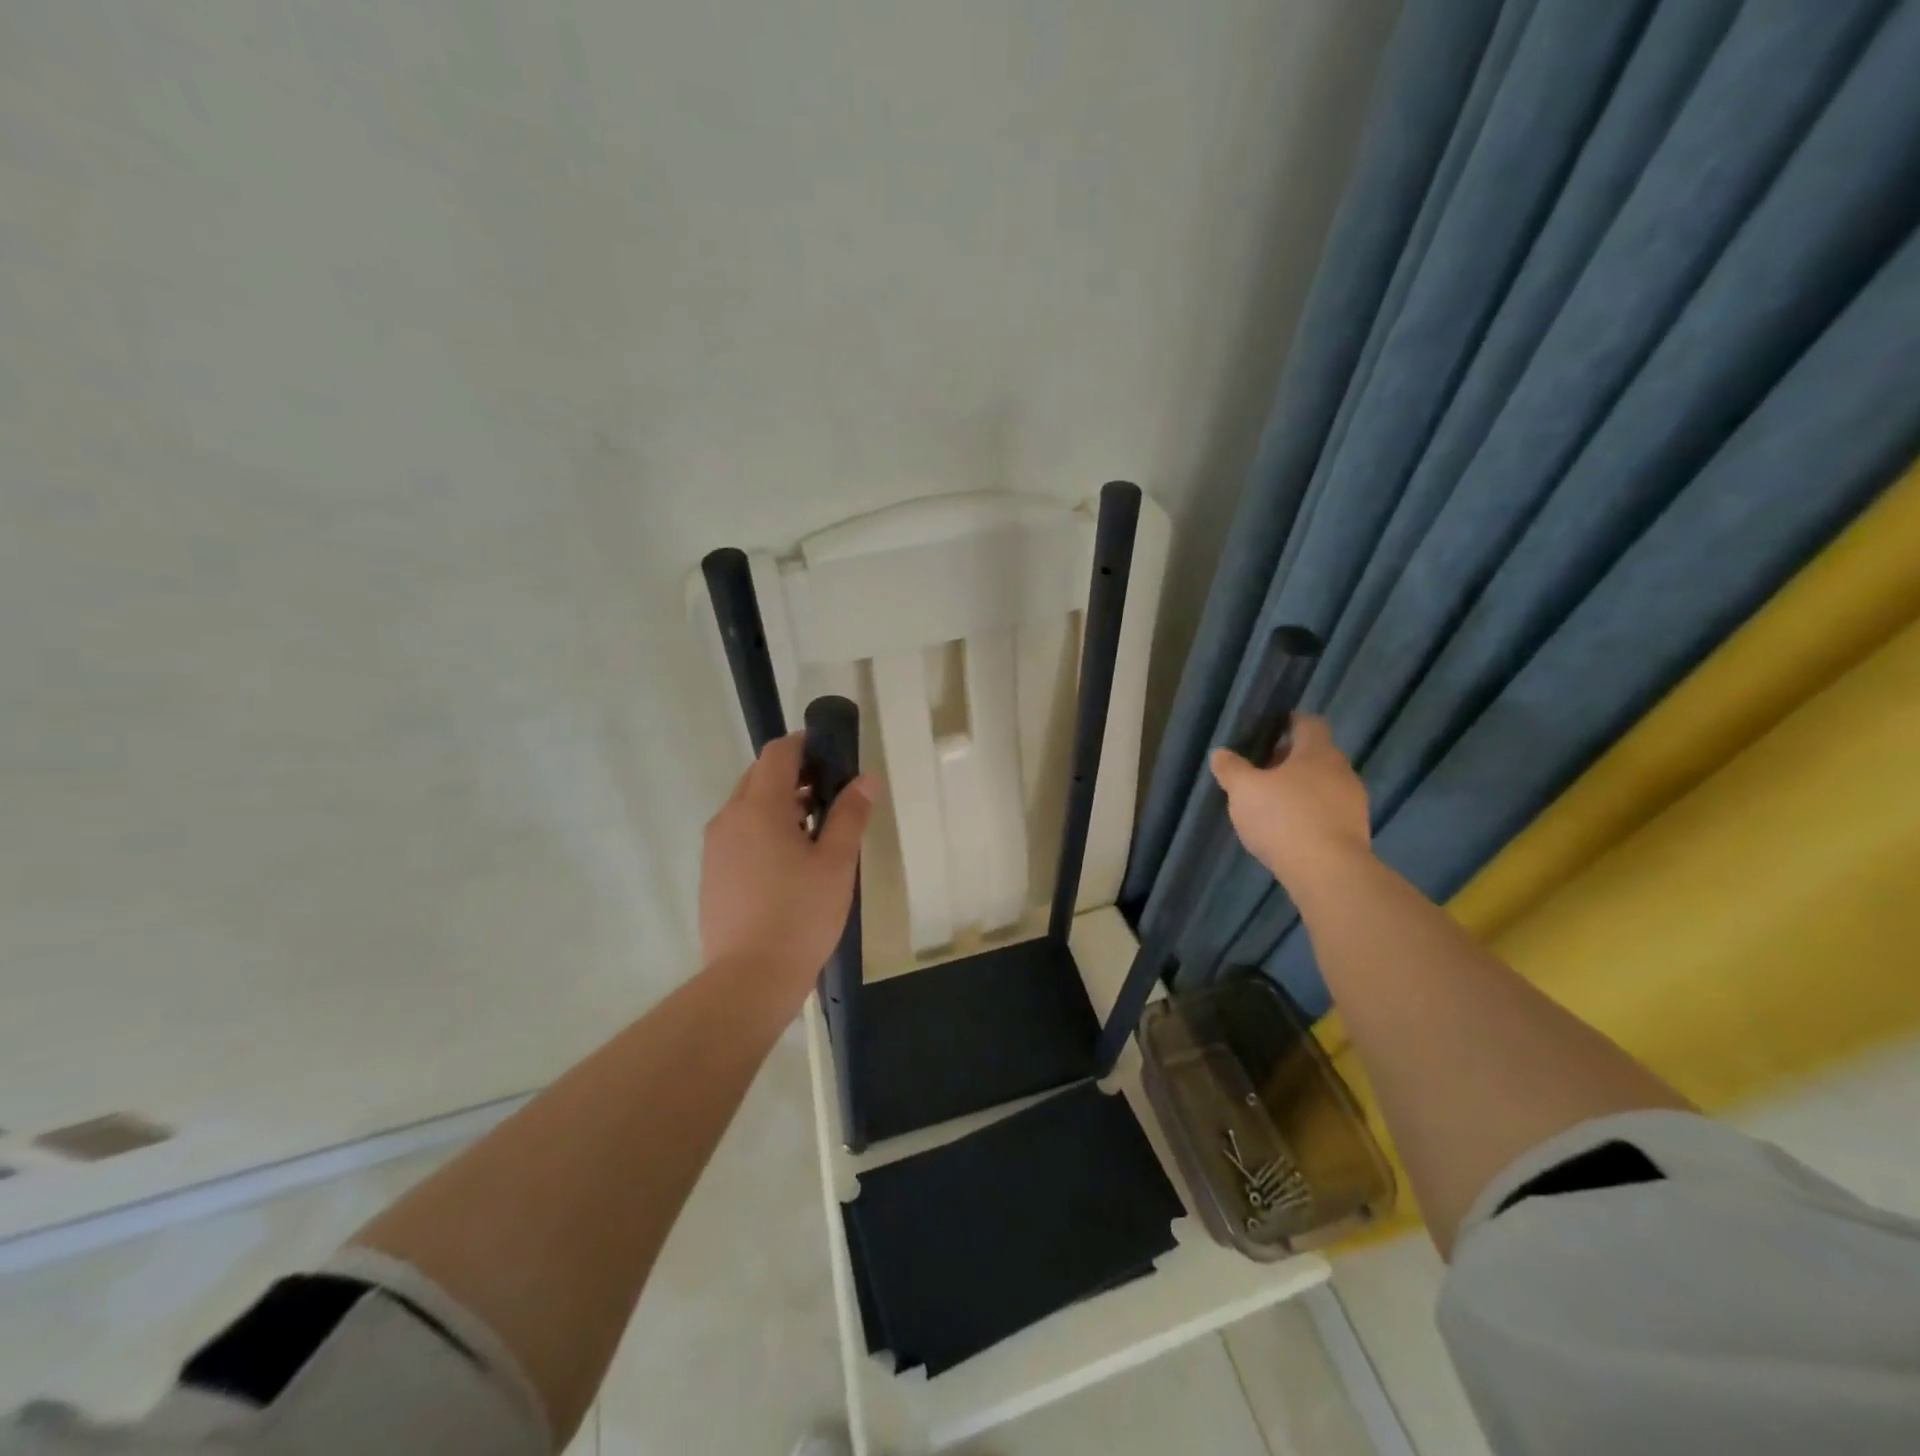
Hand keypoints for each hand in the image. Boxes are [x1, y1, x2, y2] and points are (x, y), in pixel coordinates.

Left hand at [700, 733, 872, 996]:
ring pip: (747, 807)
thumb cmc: (800, 915)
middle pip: (759, 777)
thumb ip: (850, 814)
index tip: (833, 757)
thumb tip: (865, 778)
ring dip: (779, 805)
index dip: (805, 745)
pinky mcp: (711, 873)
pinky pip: (738, 834)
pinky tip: (789, 864)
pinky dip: (763, 831)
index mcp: (758, 807)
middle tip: (831, 797)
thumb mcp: (836, 862)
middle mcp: (729, 818)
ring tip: (815, 833)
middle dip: (795, 776)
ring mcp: (715, 847)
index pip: (777, 753)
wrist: (749, 979)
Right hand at [1210, 716, 1371, 890]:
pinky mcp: (1354, 832)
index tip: (1268, 731)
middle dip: (1289, 760)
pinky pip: (1328, 812)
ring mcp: (1353, 803)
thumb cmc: (1283, 817)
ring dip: (1300, 789)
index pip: (1309, 723)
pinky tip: (1288, 829)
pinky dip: (1309, 814)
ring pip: (1323, 785)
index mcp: (1318, 752)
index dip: (1288, 723)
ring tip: (1271, 803)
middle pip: (1316, 755)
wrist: (1328, 872)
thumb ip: (1231, 769)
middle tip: (1260, 770)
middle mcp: (1342, 771)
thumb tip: (1220, 753)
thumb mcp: (1244, 790)